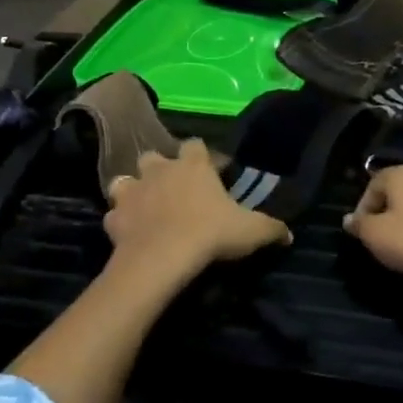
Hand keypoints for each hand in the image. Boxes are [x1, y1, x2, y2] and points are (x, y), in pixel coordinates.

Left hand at [105, 139, 290, 281]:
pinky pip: (114, 215)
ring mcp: (131, 191)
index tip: (212, 171)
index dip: (203, 156)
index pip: (196, 144)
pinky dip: (121, 221)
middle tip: (173, 189)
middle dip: (161, 168)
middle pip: (155, 157)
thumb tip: (289, 233)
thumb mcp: (250, 231)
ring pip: (125, 180)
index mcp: (192, 165)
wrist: (161, 257)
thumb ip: (271, 228)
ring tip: (145, 207)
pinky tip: (130, 233)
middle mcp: (159, 170)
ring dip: (134, 190)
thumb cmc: (209, 234)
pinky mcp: (113, 217)